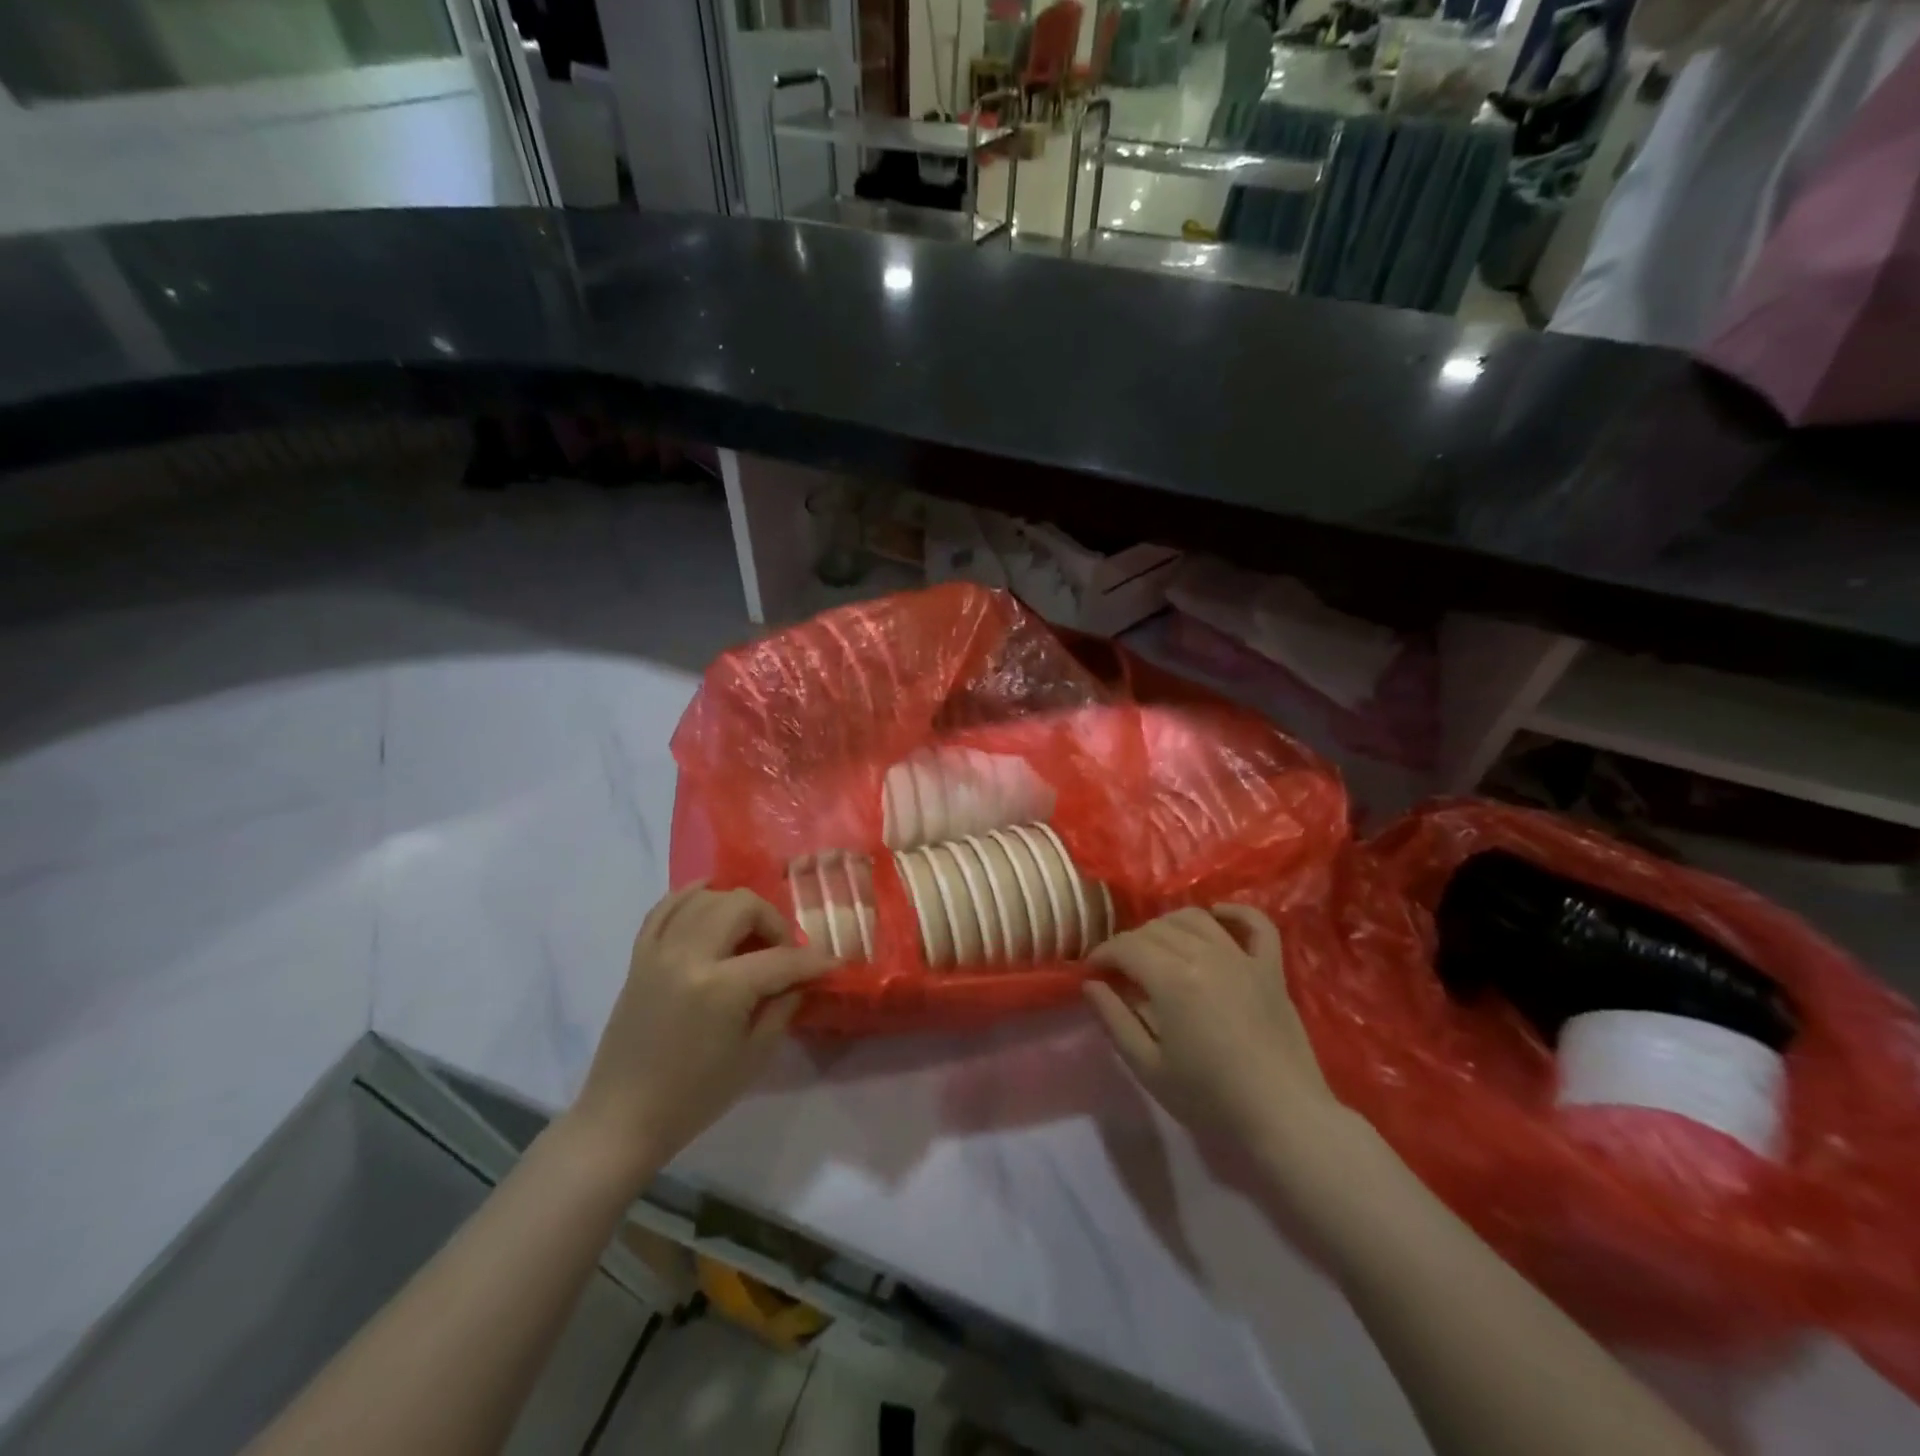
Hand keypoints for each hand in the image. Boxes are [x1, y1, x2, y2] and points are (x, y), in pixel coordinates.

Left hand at [568, 884, 832, 1179]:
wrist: (623, 1118)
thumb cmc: (694, 1096)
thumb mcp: (754, 1056)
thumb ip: (782, 1007)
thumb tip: (800, 978)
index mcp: (721, 988)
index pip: (780, 958)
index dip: (813, 961)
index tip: (832, 964)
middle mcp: (688, 956)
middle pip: (742, 905)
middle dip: (773, 922)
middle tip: (783, 951)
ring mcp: (659, 951)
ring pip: (706, 897)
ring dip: (736, 906)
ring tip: (749, 934)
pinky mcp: (639, 956)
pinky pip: (665, 907)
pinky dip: (691, 896)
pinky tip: (710, 900)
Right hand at [1084, 905, 1344, 1155]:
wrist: (1284, 1120)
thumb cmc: (1210, 1099)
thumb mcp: (1148, 1067)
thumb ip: (1114, 1020)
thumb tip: (1090, 984)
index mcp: (1171, 979)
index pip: (1126, 946)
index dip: (1103, 954)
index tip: (1092, 971)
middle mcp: (1205, 955)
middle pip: (1156, 929)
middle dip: (1130, 943)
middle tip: (1122, 969)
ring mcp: (1242, 958)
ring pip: (1196, 918)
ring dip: (1169, 926)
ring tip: (1159, 949)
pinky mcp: (1271, 969)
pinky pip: (1255, 924)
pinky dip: (1234, 913)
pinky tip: (1216, 916)